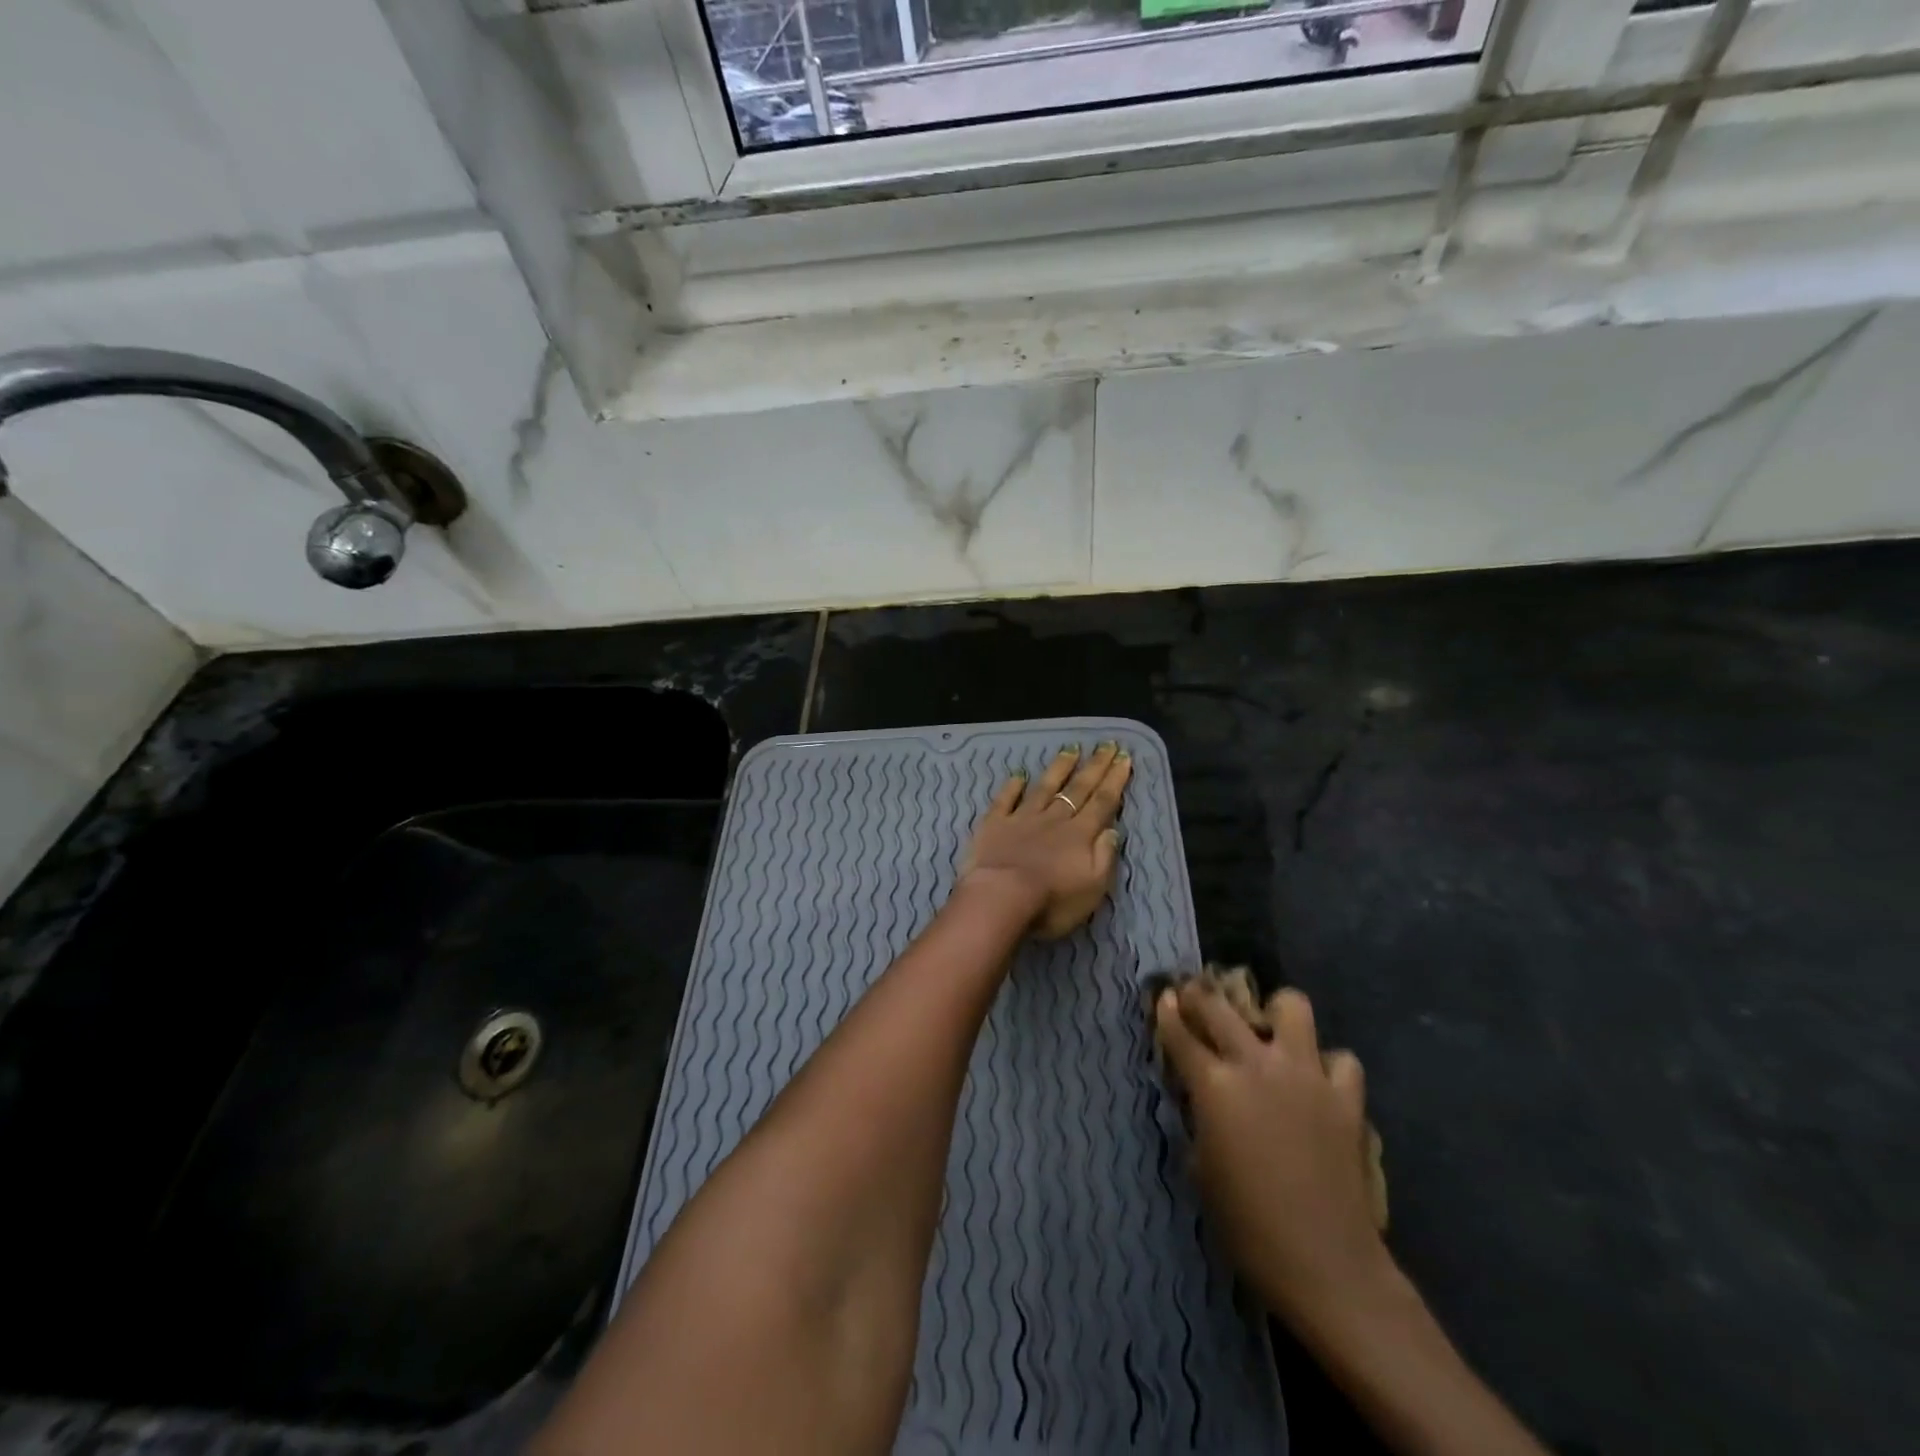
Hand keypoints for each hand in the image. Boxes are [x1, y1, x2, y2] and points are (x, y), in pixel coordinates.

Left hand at [959, 742, 1132, 938]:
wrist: (1001, 898)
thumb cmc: (1052, 901)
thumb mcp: (1094, 887)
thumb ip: (1104, 856)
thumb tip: (1112, 829)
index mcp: (1080, 835)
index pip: (1102, 802)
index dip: (1115, 780)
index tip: (1124, 757)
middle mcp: (1054, 820)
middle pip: (1078, 789)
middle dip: (1094, 766)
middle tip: (1106, 744)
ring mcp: (1022, 818)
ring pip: (1045, 787)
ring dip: (1059, 767)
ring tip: (1071, 748)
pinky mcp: (995, 824)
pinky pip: (1005, 800)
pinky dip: (1012, 786)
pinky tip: (1018, 774)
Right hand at [1155, 980, 1395, 1335]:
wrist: (1325, 1264)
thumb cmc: (1248, 1224)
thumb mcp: (1202, 1167)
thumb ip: (1199, 1119)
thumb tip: (1199, 1097)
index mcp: (1215, 1085)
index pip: (1180, 1033)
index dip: (1167, 1012)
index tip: (1163, 998)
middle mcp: (1257, 1065)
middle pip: (1221, 1008)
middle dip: (1201, 996)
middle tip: (1196, 997)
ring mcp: (1306, 1075)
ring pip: (1292, 1007)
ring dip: (1276, 1013)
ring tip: (1269, 1030)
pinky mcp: (1345, 1098)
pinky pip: (1340, 1060)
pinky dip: (1328, 1066)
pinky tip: (1318, 1082)